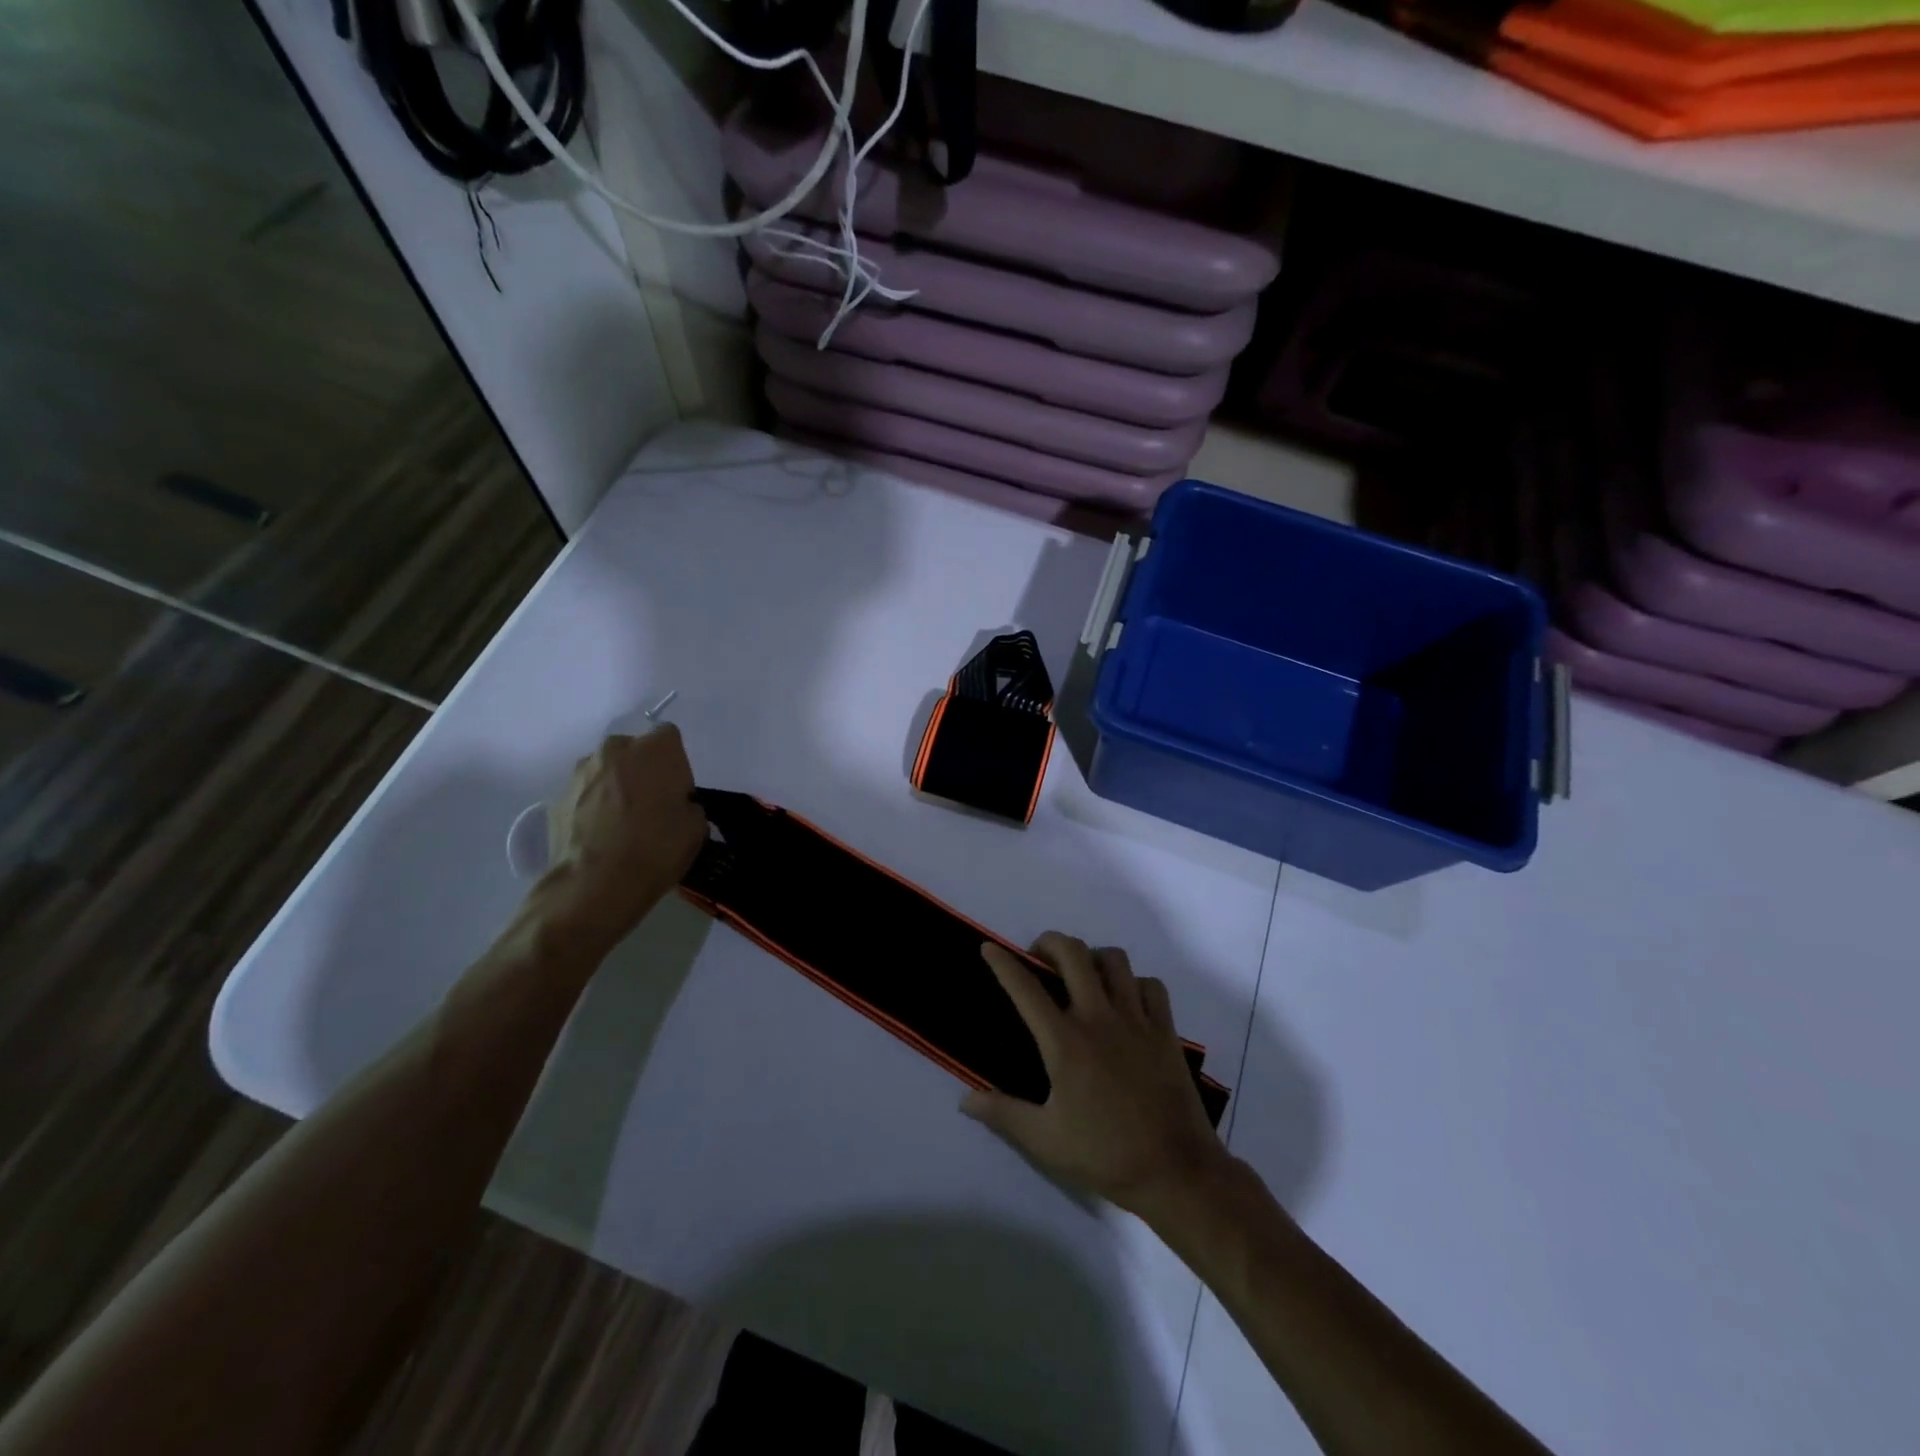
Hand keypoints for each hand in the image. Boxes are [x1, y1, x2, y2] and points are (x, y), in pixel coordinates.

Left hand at [539, 726, 706, 946]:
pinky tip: (600, 839)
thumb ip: (687, 805)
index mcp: (655, 748)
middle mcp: (615, 749)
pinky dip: (592, 809)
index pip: (670, 738)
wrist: (595, 885)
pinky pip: (584, 796)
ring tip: (621, 825)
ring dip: (614, 788)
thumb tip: (675, 807)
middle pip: (634, 751)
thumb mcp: (696, 827)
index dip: (676, 765)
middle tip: (650, 807)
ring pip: (606, 772)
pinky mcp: (556, 798)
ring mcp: (580, 772)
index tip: (677, 794)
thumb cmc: (656, 848)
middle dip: (642, 771)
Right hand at [962, 932, 1226, 1219]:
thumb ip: (1003, 1114)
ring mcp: (1136, 1020)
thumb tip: (965, 1100)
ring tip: (1082, 975)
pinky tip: (1125, 1000)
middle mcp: (1099, 1018)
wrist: (1176, 1171)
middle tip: (1039, 959)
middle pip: (1073, 954)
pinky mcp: (1165, 1030)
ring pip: (1114, 960)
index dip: (1003, 963)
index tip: (989, 948)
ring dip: (1092, 958)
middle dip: (1050, 943)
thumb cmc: (1105, 1155)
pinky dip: (1134, 983)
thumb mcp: (1045, 1141)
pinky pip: (1150, 985)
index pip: (1026, 989)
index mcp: (1065, 1042)